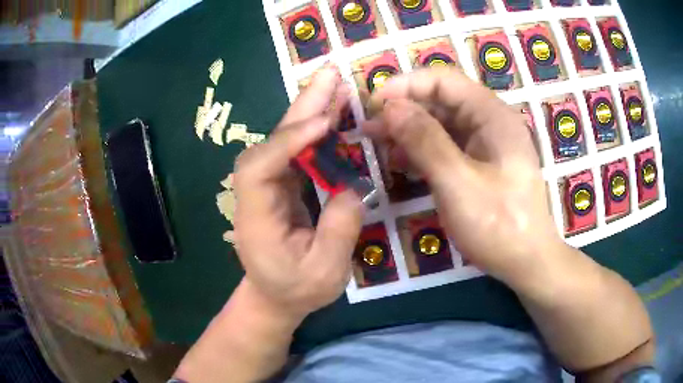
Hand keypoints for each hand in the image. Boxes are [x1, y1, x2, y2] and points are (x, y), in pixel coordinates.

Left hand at [233, 65, 363, 322]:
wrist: (275, 295)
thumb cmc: (296, 290)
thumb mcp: (325, 273)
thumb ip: (339, 230)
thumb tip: (353, 186)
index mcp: (255, 217)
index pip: (258, 168)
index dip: (287, 142)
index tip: (323, 125)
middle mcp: (254, 193)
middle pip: (270, 142)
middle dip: (300, 109)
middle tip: (329, 76)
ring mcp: (267, 185)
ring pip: (284, 140)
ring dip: (310, 110)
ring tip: (335, 85)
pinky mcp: (281, 184)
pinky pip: (297, 150)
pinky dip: (315, 129)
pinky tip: (333, 113)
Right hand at [366, 68, 561, 283]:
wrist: (527, 263)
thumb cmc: (499, 226)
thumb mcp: (458, 183)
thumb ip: (425, 141)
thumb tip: (390, 107)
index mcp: (492, 115)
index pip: (443, 81)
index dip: (405, 86)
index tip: (373, 105)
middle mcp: (490, 122)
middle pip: (441, 101)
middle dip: (403, 110)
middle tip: (368, 130)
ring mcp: (486, 144)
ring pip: (441, 124)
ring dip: (409, 131)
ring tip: (377, 145)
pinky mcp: (481, 164)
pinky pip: (447, 147)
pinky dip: (422, 151)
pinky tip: (401, 163)